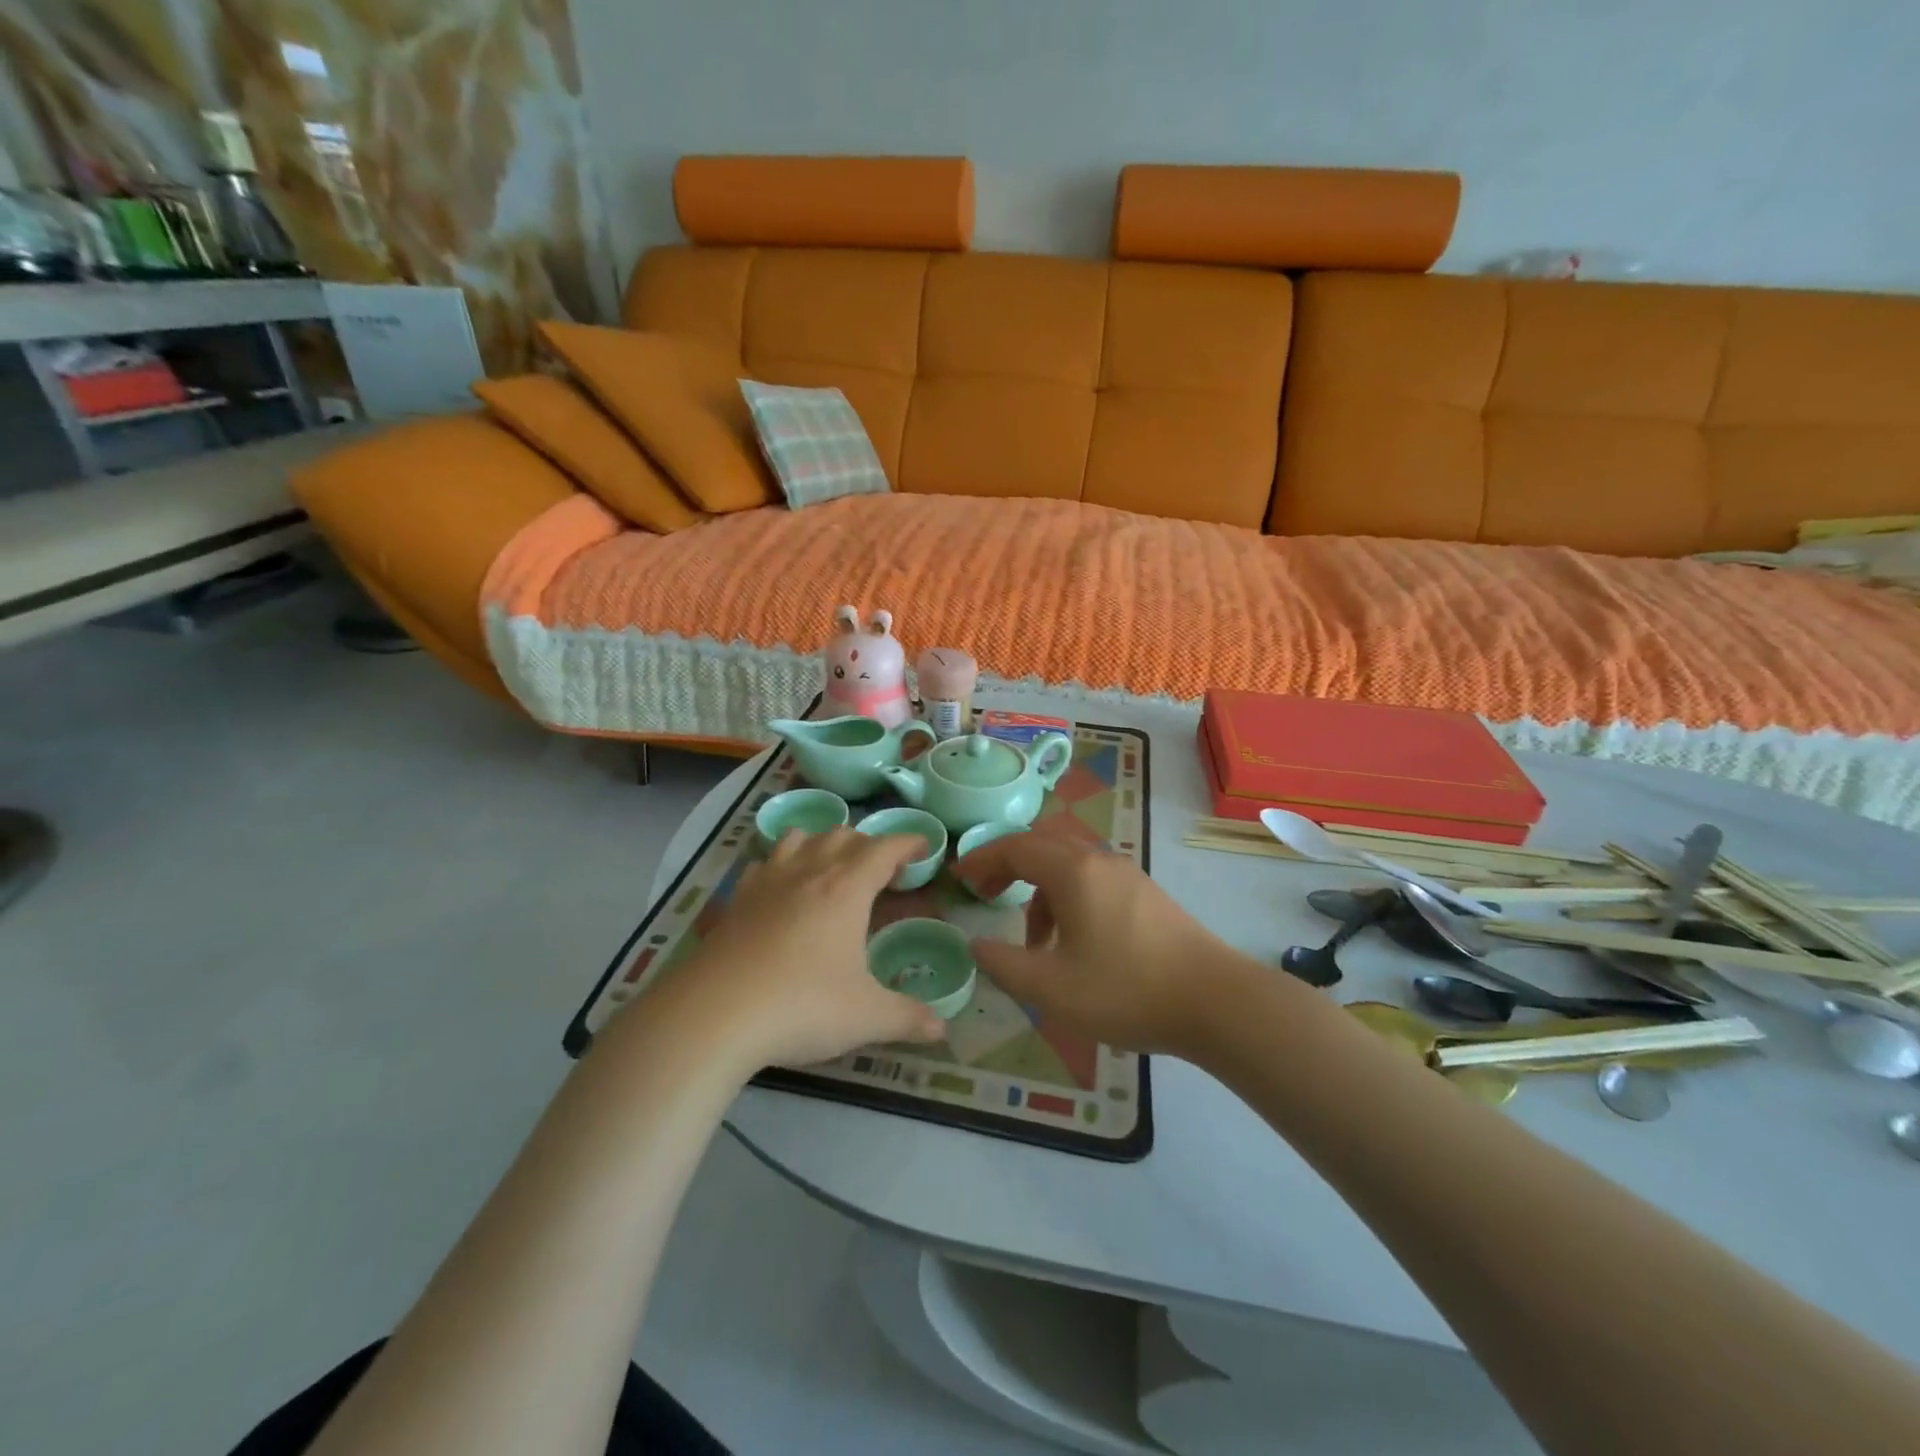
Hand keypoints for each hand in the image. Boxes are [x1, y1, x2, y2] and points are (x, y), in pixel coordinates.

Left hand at [667, 827, 946, 1070]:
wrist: (713, 1014)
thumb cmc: (801, 1007)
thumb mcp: (865, 1017)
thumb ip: (907, 1018)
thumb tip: (941, 1029)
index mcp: (846, 889)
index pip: (884, 849)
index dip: (907, 842)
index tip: (923, 846)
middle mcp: (808, 873)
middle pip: (842, 836)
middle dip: (868, 844)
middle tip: (882, 869)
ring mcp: (767, 883)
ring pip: (799, 838)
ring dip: (822, 842)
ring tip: (832, 865)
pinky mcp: (736, 900)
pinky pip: (764, 863)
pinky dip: (781, 863)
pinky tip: (780, 886)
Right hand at [956, 835, 1243, 1057]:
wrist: (1215, 1001)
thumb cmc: (1126, 990)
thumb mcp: (1051, 988)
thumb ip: (1004, 964)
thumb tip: (975, 945)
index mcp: (1073, 871)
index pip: (1015, 847)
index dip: (982, 859)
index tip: (959, 879)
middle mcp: (1099, 861)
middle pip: (1042, 845)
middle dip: (1008, 865)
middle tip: (986, 893)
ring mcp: (1128, 875)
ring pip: (1070, 864)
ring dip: (1040, 888)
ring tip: (1032, 940)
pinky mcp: (1146, 895)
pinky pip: (1093, 881)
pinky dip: (1068, 898)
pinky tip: (1074, 944)